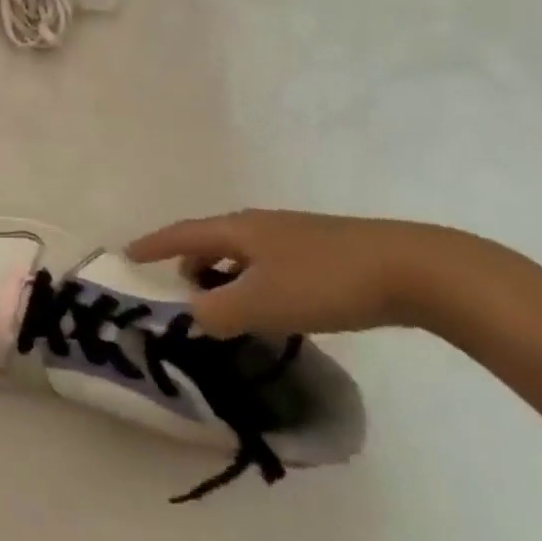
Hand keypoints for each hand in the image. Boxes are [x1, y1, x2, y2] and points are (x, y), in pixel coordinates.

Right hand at [125, 209, 505, 338]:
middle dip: (191, 263)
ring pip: (243, 253)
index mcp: (238, 231)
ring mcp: (294, 235)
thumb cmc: (325, 283)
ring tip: (228, 306)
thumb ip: (216, 312)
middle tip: (183, 292)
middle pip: (212, 240)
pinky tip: (275, 307)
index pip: (182, 234)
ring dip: (225, 275)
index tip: (128, 252)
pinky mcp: (323, 250)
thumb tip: (193, 316)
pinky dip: (254, 281)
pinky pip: (269, 263)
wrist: (413, 270)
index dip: (154, 244)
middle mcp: (260, 225)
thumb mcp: (261, 304)